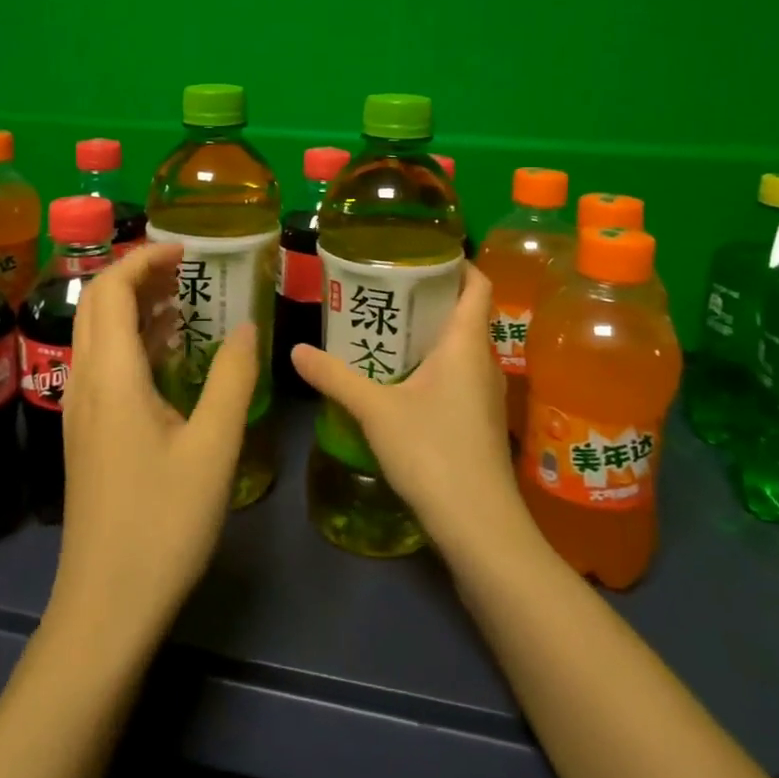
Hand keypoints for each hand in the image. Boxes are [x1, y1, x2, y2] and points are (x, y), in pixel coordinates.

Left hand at [46, 242, 256, 654]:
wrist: (106, 604)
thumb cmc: (163, 522)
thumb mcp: (212, 447)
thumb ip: (230, 378)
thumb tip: (244, 327)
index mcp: (111, 375)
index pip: (112, 289)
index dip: (144, 258)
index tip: (185, 250)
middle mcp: (85, 382)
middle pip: (96, 304)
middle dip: (136, 274)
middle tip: (186, 269)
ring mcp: (80, 409)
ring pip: (97, 334)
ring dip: (134, 307)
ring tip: (184, 300)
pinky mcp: (87, 434)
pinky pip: (103, 365)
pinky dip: (133, 342)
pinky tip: (169, 355)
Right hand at [291, 264, 525, 557]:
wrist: (479, 526)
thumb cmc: (433, 452)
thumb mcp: (375, 410)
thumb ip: (335, 377)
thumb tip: (295, 350)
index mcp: (465, 343)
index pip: (476, 283)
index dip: (456, 261)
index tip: (420, 251)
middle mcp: (481, 360)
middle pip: (463, 312)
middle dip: (428, 295)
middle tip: (384, 286)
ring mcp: (483, 393)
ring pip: (458, 346)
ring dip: (427, 332)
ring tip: (383, 325)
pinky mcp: (477, 420)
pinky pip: (455, 374)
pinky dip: (430, 364)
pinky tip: (397, 376)